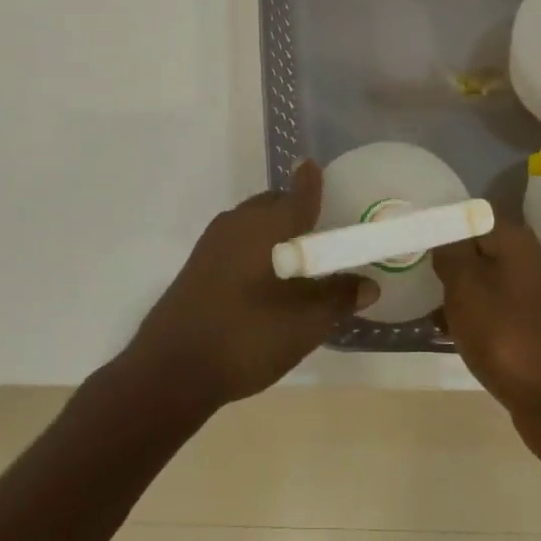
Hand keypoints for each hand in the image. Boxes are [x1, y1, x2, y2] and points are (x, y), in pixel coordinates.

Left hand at [129, 160, 373, 408]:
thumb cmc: (248, 336)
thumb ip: (340, 298)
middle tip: (321, 238)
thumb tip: (368, 283)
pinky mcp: (198, 265)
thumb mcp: (306, 323)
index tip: (319, 172)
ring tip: (297, 265)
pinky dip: (255, 250)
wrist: (172, 369)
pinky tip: (265, 284)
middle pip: (275, 204)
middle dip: (297, 212)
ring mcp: (213, 243)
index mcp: (269, 225)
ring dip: (275, 233)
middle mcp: (239, 222)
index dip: (313, 181)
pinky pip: (236, 243)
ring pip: (253, 223)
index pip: (299, 191)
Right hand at [432, 223, 540, 465]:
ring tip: (420, 302)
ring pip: (485, 283)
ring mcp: (535, 298)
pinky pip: (494, 314)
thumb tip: (443, 233)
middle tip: (408, 268)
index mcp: (514, 240)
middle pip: (478, 249)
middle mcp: (529, 261)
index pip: (470, 214)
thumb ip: (450, 252)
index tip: (410, 235)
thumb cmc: (508, 335)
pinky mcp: (535, 332)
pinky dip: (472, 319)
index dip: (440, 222)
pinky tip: (447, 332)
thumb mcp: (466, 285)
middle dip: (446, 259)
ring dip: (456, 292)